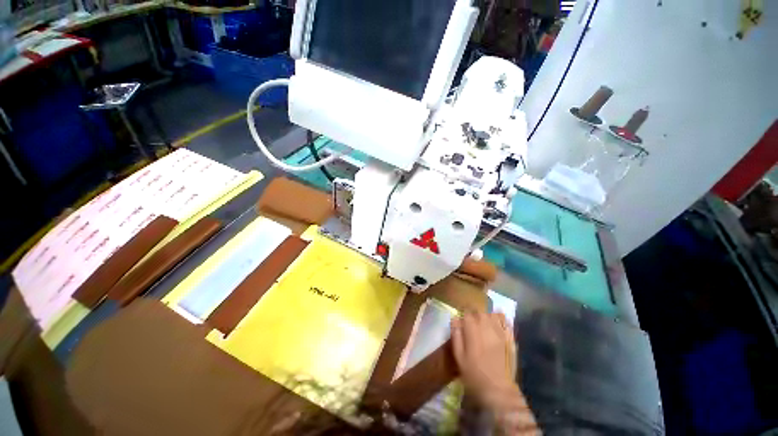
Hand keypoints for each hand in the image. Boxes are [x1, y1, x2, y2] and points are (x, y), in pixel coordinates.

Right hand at [450, 311, 517, 407]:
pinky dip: (501, 318)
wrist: (498, 392)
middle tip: (472, 319)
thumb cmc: (474, 375)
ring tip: (484, 320)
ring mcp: (501, 334)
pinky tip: (497, 319)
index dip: (464, 312)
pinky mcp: (511, 340)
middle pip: (481, 311)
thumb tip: (455, 318)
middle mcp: (488, 329)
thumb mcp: (459, 357)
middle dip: (475, 312)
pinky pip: (507, 323)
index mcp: (473, 333)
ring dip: (487, 314)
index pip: (468, 313)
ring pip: (493, 314)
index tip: (462, 316)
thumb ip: (456, 335)